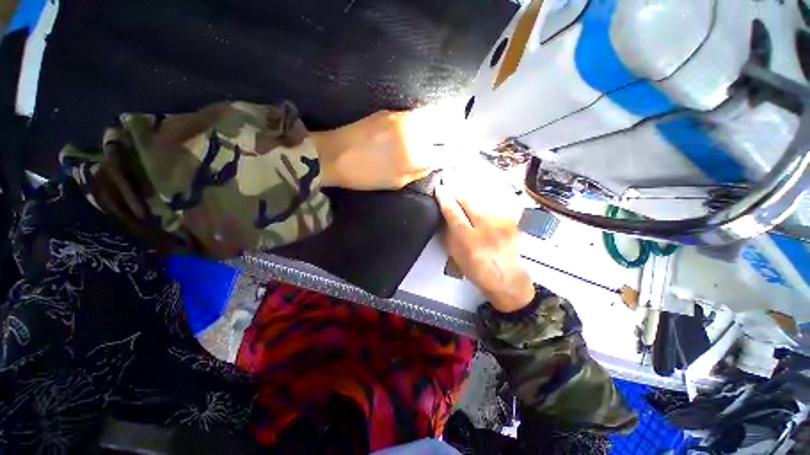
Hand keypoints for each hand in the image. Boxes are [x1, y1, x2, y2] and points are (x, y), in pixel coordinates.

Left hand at [313, 109, 447, 189]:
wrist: (334, 155)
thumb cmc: (366, 176)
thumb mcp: (396, 182)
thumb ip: (418, 171)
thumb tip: (432, 162)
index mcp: (415, 156)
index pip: (444, 152)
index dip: (451, 154)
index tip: (453, 156)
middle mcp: (414, 132)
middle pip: (444, 128)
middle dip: (451, 135)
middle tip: (452, 142)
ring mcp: (402, 117)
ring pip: (432, 116)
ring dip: (440, 123)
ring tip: (440, 132)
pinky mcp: (390, 111)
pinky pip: (416, 113)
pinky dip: (425, 119)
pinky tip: (422, 126)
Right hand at [435, 179, 534, 312]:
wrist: (507, 278)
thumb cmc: (478, 270)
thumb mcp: (455, 254)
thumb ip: (447, 233)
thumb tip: (443, 215)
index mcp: (468, 238)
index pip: (452, 209)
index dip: (443, 197)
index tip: (439, 189)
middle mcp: (485, 226)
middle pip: (467, 199)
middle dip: (457, 194)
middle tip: (451, 195)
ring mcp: (500, 221)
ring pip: (480, 199)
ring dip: (470, 199)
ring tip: (465, 204)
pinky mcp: (510, 220)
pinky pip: (492, 205)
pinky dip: (483, 205)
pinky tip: (481, 212)